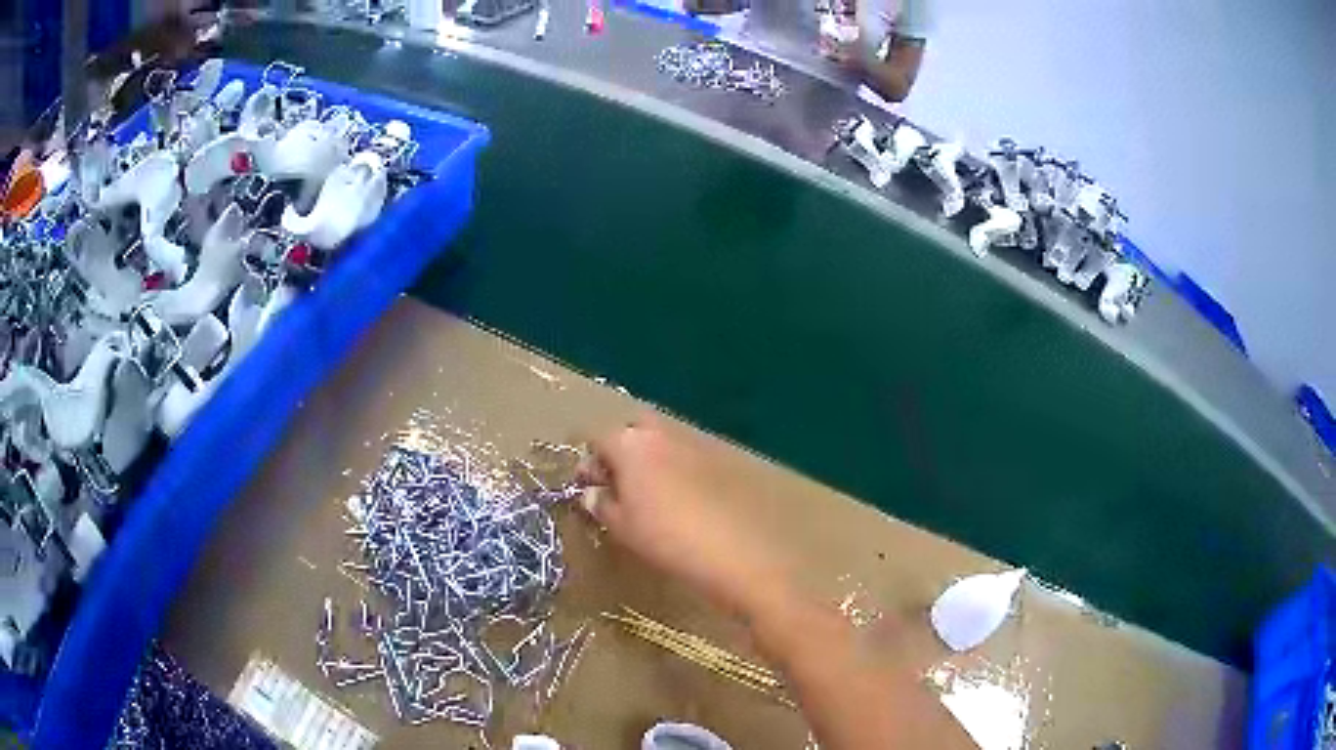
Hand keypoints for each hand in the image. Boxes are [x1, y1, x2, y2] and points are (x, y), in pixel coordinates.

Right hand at [579, 415, 788, 618]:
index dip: (590, 462)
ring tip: (653, 494)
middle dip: (623, 449)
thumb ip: (602, 505)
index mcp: (630, 443)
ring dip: (653, 457)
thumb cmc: (667, 537)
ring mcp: (697, 439)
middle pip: (633, 428)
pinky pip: (690, 452)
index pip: (598, 437)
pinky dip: (680, 466)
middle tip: (621, 483)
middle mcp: (662, 431)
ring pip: (665, 439)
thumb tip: (592, 493)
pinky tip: (685, 497)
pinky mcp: (725, 454)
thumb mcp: (623, 527)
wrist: (739, 547)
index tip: (590, 487)